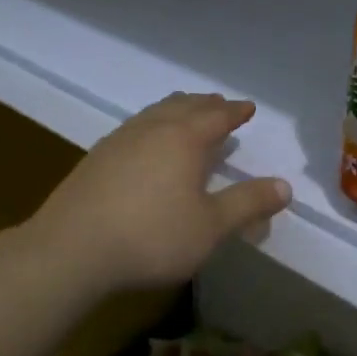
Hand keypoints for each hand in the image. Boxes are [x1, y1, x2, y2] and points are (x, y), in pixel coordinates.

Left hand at [28, 93, 290, 293]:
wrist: (70, 250)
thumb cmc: (151, 237)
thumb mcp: (210, 227)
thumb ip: (248, 204)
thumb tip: (285, 186)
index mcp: (184, 139)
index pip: (217, 116)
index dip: (235, 112)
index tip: (248, 108)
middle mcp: (152, 129)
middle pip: (184, 106)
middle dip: (206, 105)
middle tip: (220, 105)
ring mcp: (119, 140)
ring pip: (155, 113)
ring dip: (177, 109)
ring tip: (185, 115)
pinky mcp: (96, 158)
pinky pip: (134, 128)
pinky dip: (152, 125)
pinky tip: (145, 144)